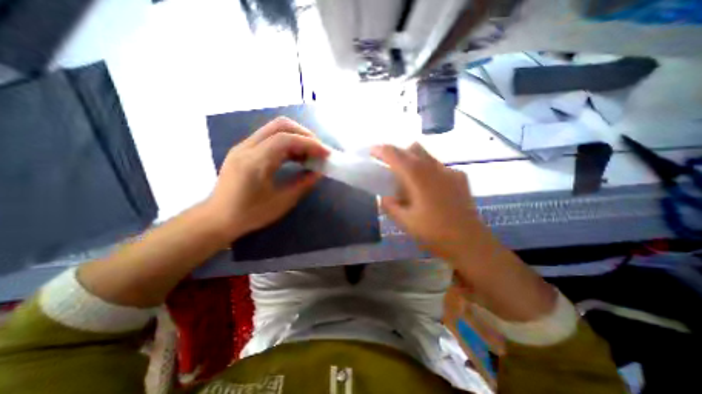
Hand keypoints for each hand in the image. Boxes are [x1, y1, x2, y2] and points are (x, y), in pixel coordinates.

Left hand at [206, 117, 329, 240]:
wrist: (217, 218)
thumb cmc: (250, 214)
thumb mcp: (281, 202)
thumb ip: (303, 184)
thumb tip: (318, 172)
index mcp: (254, 162)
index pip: (285, 139)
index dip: (309, 143)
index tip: (325, 153)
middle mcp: (247, 147)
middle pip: (279, 126)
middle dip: (304, 134)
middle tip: (318, 148)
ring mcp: (243, 146)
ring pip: (274, 129)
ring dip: (296, 137)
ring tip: (310, 152)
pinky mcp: (244, 150)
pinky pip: (269, 138)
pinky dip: (287, 142)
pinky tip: (296, 156)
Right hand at [372, 143, 482, 259]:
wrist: (470, 242)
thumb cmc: (434, 232)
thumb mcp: (405, 222)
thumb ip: (390, 206)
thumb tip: (385, 197)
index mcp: (417, 177)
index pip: (395, 155)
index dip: (381, 150)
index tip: (371, 151)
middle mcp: (433, 167)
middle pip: (412, 148)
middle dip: (397, 152)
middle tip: (389, 166)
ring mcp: (449, 171)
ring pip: (426, 155)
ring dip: (413, 160)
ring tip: (408, 179)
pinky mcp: (459, 177)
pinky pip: (438, 167)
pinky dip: (428, 170)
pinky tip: (429, 188)